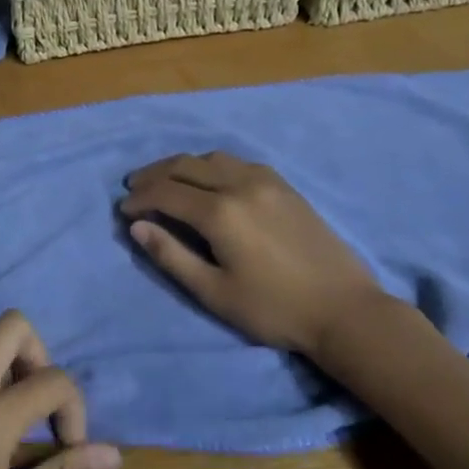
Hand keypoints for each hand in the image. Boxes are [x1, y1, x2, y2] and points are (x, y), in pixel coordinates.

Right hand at [118, 152, 390, 360]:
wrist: (345, 310)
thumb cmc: (274, 309)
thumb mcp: (214, 292)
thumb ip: (172, 256)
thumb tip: (137, 227)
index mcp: (221, 212)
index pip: (166, 192)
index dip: (140, 199)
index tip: (123, 210)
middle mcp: (241, 185)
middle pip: (185, 165)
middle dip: (154, 174)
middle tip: (135, 188)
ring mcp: (266, 181)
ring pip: (212, 158)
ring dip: (182, 166)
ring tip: (166, 181)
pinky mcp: (285, 186)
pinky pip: (238, 162)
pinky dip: (212, 166)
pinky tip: (208, 181)